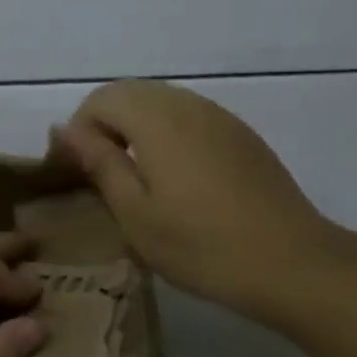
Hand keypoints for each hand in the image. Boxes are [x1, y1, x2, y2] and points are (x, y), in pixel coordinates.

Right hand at [51, 79, 339, 324]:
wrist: (292, 263)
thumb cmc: (202, 246)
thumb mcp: (135, 213)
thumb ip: (99, 163)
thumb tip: (64, 128)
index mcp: (157, 119)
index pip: (100, 99)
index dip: (78, 129)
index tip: (73, 170)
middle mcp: (187, 105)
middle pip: (130, 93)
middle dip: (104, 124)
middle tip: (98, 172)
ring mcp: (219, 117)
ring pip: (161, 101)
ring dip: (135, 127)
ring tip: (133, 176)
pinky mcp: (240, 135)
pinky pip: (189, 116)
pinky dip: (166, 132)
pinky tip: (175, 177)